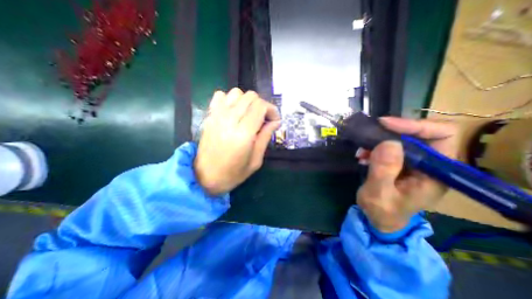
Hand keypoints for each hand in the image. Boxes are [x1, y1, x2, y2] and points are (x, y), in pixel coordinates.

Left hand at [194, 87, 278, 196]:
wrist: (205, 177)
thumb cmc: (233, 173)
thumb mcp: (256, 160)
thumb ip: (266, 137)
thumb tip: (275, 122)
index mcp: (243, 133)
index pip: (261, 106)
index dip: (272, 110)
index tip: (275, 121)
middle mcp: (229, 120)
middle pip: (250, 96)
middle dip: (262, 105)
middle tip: (264, 120)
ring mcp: (217, 116)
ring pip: (237, 93)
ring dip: (247, 102)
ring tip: (249, 116)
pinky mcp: (209, 116)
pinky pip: (220, 95)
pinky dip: (230, 100)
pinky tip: (234, 112)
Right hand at [352, 117, 456, 233]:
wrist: (379, 218)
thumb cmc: (382, 211)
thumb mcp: (379, 193)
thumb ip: (384, 171)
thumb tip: (389, 143)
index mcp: (435, 174)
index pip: (442, 137)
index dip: (416, 126)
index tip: (386, 124)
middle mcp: (430, 165)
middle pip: (418, 134)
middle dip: (390, 134)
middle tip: (368, 136)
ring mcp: (414, 163)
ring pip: (400, 140)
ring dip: (378, 142)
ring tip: (361, 153)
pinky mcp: (400, 163)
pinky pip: (389, 147)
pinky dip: (374, 148)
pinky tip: (362, 157)